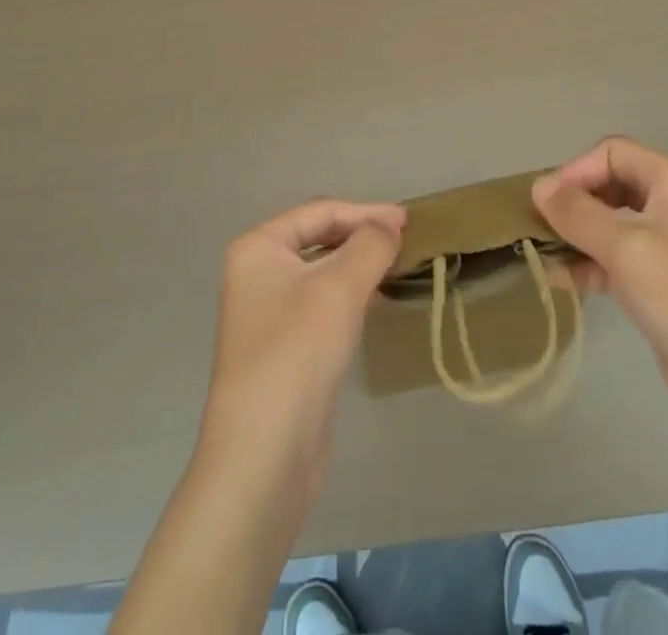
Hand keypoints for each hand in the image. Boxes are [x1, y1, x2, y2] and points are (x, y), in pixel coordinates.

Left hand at [198, 198, 404, 492]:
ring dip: (360, 265)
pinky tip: (377, 301)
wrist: (263, 455)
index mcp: (259, 247)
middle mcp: (258, 272)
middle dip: (363, 236)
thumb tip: (388, 227)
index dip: (366, 212)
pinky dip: (351, 295)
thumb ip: (370, 245)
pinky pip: (323, 303)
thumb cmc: (297, 352)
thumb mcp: (340, 288)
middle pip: (320, 237)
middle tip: (406, 241)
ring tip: (399, 266)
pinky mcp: (284, 346)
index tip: (409, 221)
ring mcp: (268, 311)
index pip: (320, 212)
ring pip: (323, 272)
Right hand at [533, 137, 667, 459]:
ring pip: (610, 226)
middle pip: (610, 186)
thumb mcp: (627, 247)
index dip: (576, 170)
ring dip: (576, 236)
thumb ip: (578, 213)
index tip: (546, 205)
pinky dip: (589, 266)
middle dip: (572, 203)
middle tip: (538, 230)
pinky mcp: (663, 288)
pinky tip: (562, 283)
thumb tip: (539, 186)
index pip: (612, 152)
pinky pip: (617, 262)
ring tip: (542, 257)